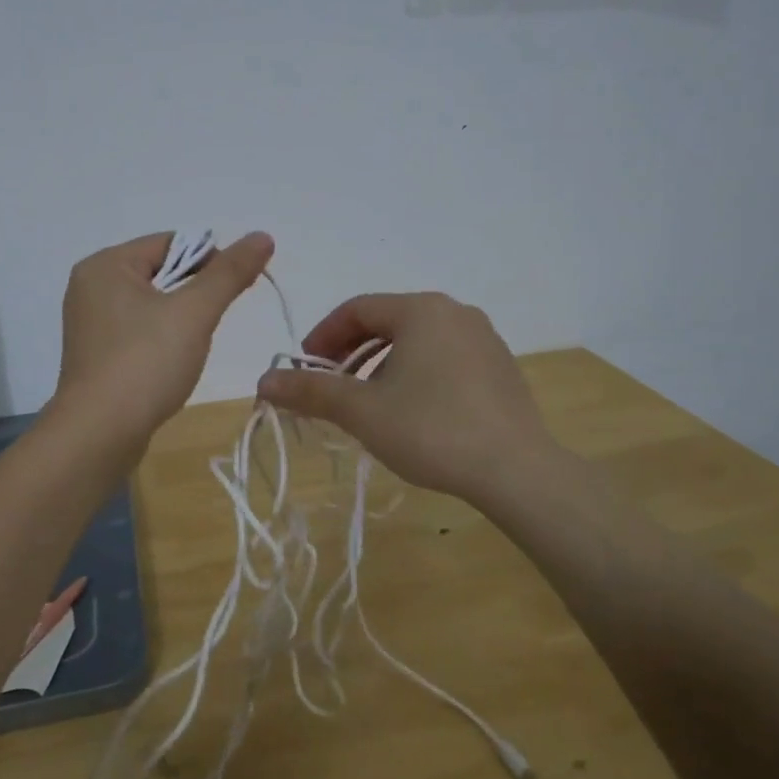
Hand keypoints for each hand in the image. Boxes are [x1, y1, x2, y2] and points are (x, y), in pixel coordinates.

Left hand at [51, 231, 273, 447]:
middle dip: (194, 293)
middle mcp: (91, 286)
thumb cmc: (145, 363)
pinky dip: (161, 341)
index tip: (233, 291)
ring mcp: (90, 323)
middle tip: (211, 322)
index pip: (171, 243)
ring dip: (180, 319)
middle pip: (161, 272)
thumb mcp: (194, 312)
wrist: (98, 435)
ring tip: (192, 346)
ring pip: (152, 304)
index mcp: (106, 265)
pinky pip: (138, 332)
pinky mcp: (96, 355)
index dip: (209, 260)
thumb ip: (230, 272)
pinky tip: (171, 364)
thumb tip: (262, 236)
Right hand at [256, 291, 557, 504]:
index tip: (304, 367)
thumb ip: (311, 392)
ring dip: (382, 365)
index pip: (357, 309)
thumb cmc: (431, 429)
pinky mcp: (500, 367)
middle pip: (388, 322)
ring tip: (368, 403)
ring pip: (417, 341)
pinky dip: (416, 373)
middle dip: (351, 352)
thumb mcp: (362, 411)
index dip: (323, 336)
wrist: (516, 470)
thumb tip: (263, 381)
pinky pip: (444, 357)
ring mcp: (483, 338)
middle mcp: (455, 312)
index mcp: (421, 309)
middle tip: (331, 386)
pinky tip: (412, 411)